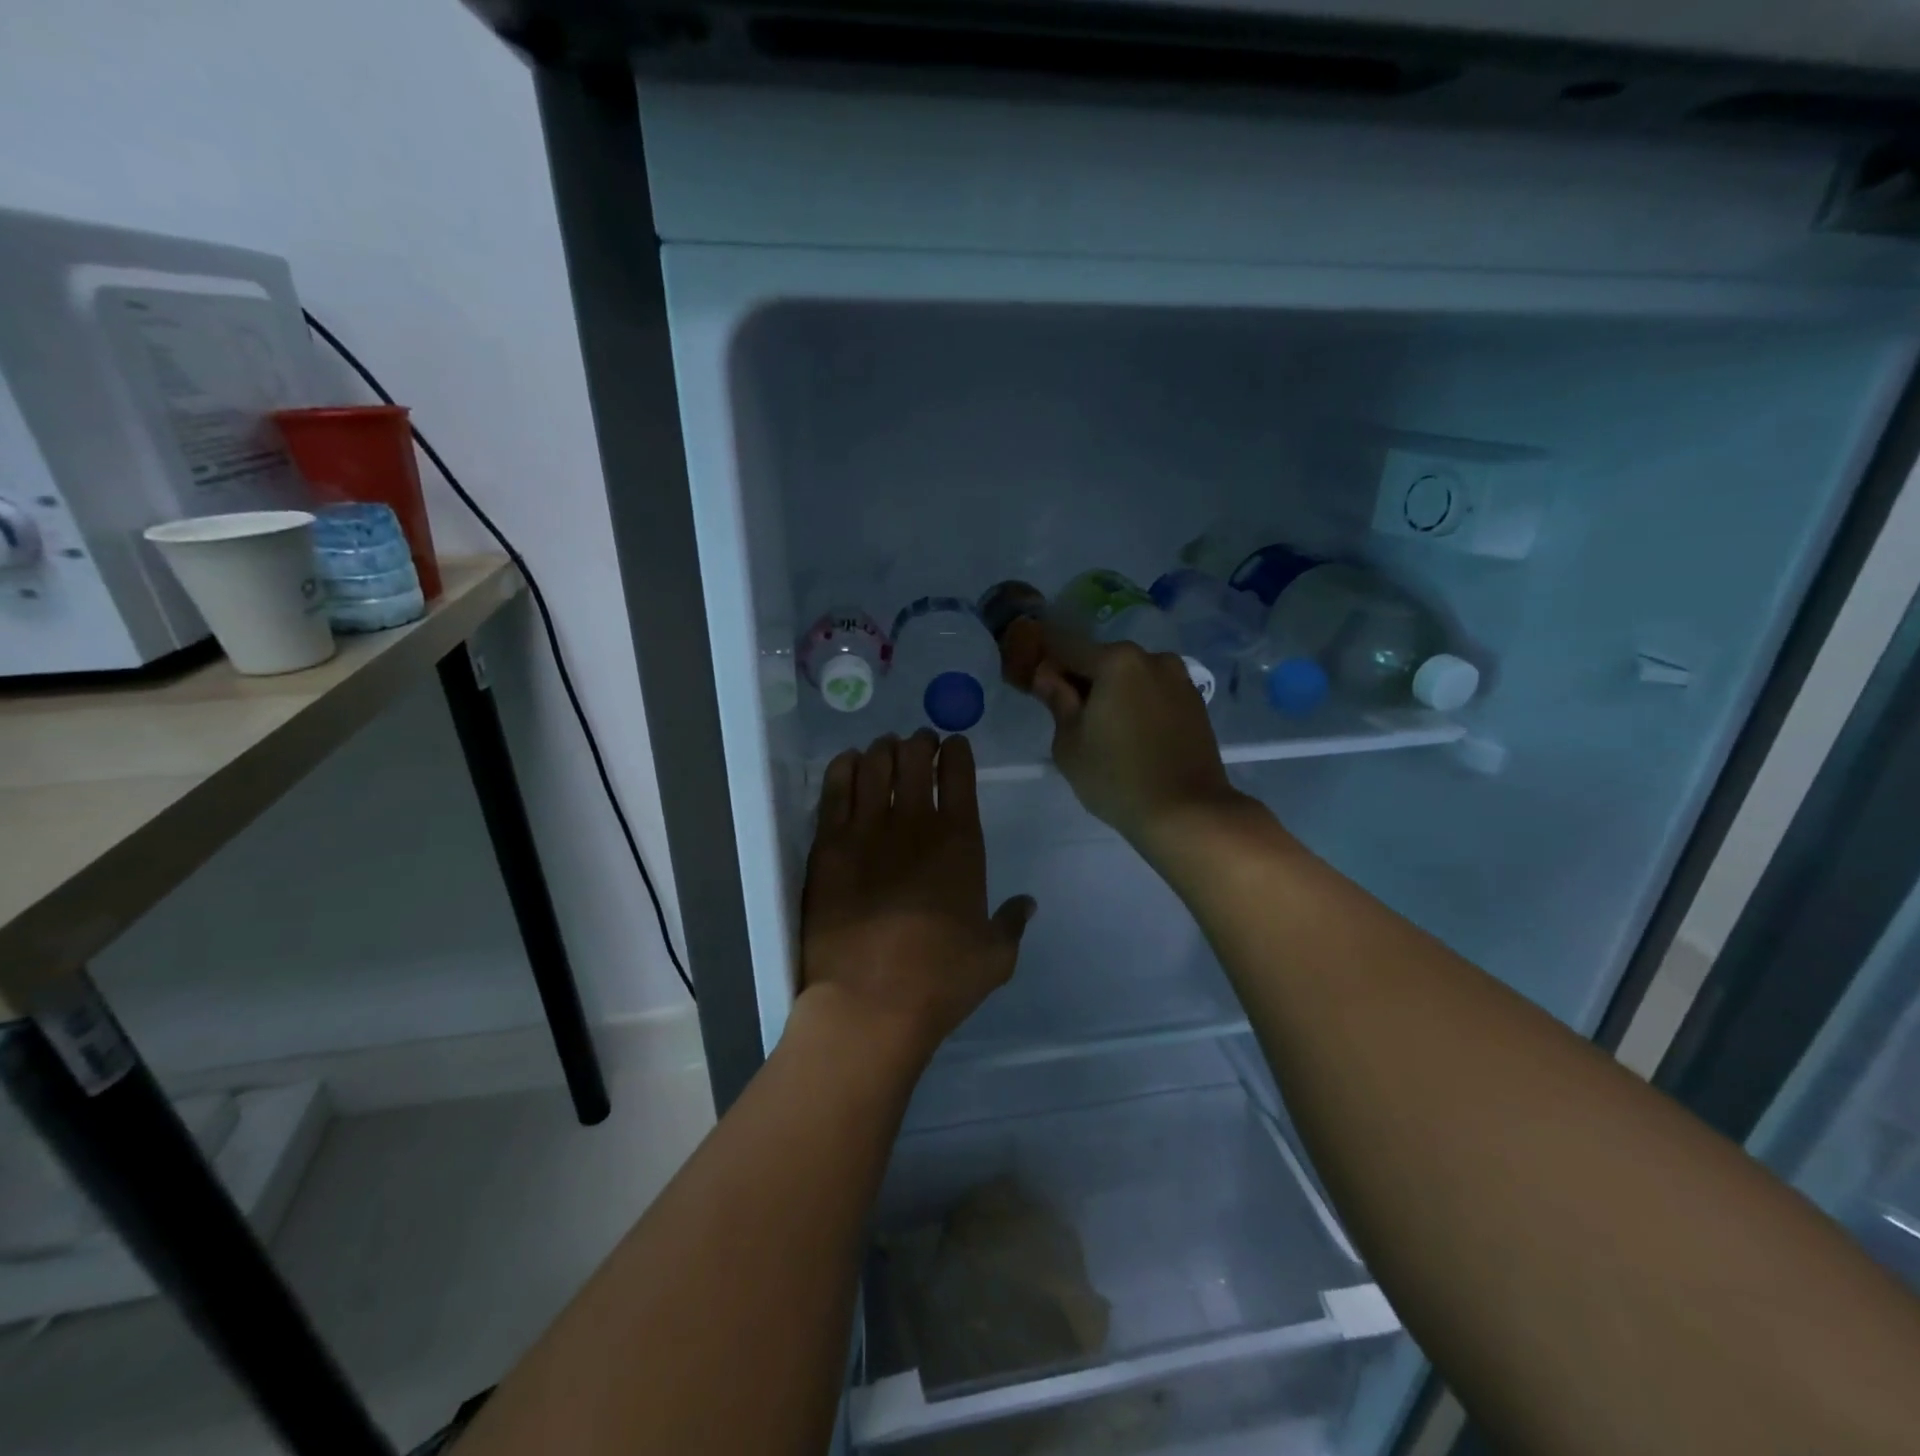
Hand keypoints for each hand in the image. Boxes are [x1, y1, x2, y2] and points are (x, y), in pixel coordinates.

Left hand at [800, 730, 1034, 1064]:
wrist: (869, 1001)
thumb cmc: (940, 980)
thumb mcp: (995, 956)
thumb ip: (1012, 923)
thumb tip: (1027, 904)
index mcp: (961, 841)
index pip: (959, 773)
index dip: (956, 751)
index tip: (953, 745)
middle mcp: (914, 823)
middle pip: (914, 758)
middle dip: (919, 743)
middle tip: (918, 743)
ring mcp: (867, 830)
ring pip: (874, 765)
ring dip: (883, 749)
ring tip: (885, 749)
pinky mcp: (828, 845)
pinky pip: (835, 788)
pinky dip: (844, 766)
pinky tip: (850, 762)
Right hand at [1019, 620, 1241, 845]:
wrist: (1187, 812)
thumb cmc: (1116, 778)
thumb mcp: (1070, 742)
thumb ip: (1057, 700)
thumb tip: (1047, 676)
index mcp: (1116, 661)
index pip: (1065, 646)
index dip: (1045, 662)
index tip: (1036, 687)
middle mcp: (1152, 658)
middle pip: (1102, 659)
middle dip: (1082, 679)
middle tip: (1069, 717)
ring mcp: (1179, 679)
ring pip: (1131, 676)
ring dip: (1113, 692)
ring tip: (1105, 730)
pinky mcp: (1196, 703)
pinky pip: (1154, 693)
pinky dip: (1138, 704)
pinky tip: (1132, 736)